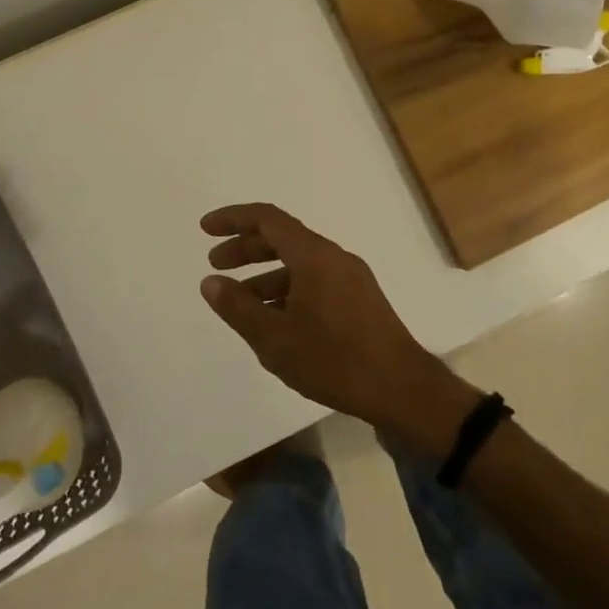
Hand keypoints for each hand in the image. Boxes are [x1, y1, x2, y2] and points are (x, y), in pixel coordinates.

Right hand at [198, 203, 477, 449]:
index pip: (266, 218)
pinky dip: (288, 289)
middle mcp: (333, 257)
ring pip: (299, 262)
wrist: (403, 390)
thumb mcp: (275, 338)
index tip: (205, 229)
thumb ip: (237, 308)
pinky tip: (276, 320)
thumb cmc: (334, 360)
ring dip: (265, 274)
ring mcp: (351, 277)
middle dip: (245, 248)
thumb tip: (210, 282)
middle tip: (216, 265)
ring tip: (240, 301)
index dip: (233, 219)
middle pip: (282, 238)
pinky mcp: (361, 299)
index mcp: (313, 255)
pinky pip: (315, 280)